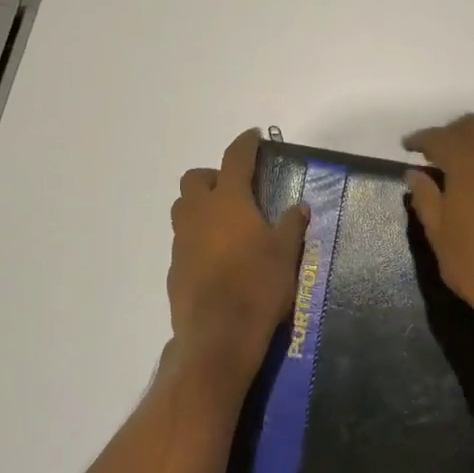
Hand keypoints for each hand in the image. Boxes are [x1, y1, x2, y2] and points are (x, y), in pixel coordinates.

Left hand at [167, 128, 309, 387]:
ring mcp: (182, 240)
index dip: (245, 144)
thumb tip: (298, 207)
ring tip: (226, 222)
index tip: (253, 136)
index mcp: (228, 201)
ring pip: (184, 208)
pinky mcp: (174, 267)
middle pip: (196, 178)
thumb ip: (291, 224)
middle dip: (214, 176)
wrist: (218, 336)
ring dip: (201, 205)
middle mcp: (199, 213)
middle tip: (237, 190)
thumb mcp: (286, 252)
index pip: (235, 158)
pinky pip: (184, 239)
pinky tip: (218, 257)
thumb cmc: (258, 286)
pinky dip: (198, 237)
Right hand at [403, 114, 473, 332]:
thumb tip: (414, 173)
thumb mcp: (438, 232)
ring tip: (460, 165)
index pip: (440, 137)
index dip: (421, 138)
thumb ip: (425, 197)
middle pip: (472, 126)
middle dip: (450, 133)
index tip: (407, 146)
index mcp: (467, 163)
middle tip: (434, 152)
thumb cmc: (473, 262)